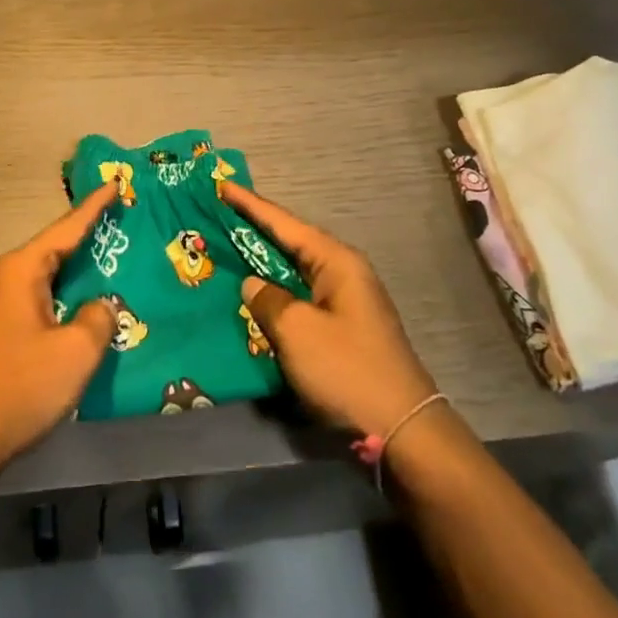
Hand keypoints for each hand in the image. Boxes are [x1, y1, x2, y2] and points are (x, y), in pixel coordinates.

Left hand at [0, 181, 120, 478]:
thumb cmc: (21, 387)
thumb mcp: (76, 352)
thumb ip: (98, 318)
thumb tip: (99, 306)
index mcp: (20, 271)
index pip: (65, 229)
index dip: (94, 207)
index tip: (114, 183)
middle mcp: (1, 278)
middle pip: (51, 250)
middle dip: (85, 240)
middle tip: (119, 228)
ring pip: (41, 278)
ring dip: (72, 274)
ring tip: (105, 268)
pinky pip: (32, 300)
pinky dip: (58, 297)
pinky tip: (75, 312)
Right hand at [224, 181, 441, 439]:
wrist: (401, 431)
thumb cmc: (347, 370)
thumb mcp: (297, 331)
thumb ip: (267, 300)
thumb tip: (252, 285)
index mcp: (337, 262)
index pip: (285, 223)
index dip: (251, 205)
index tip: (222, 186)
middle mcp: (342, 274)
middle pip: (289, 243)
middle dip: (253, 231)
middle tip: (216, 216)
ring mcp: (343, 303)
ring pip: (292, 273)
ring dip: (261, 265)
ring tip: (225, 251)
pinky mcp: (340, 330)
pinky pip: (298, 300)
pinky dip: (273, 295)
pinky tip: (250, 298)